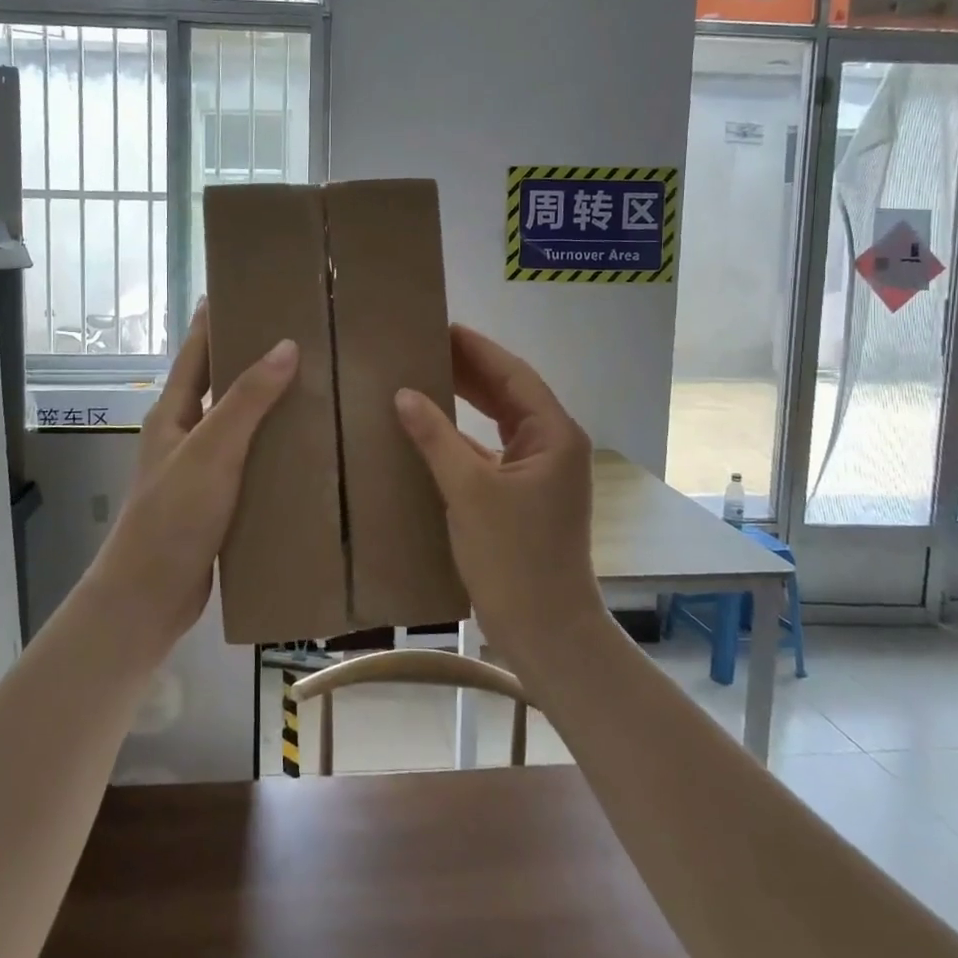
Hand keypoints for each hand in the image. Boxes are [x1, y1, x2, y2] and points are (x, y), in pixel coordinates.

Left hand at [90, 305, 298, 651]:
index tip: (248, 288)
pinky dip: (275, 448)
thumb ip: (247, 400)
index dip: (217, 317)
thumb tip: (286, 345)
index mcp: (173, 412)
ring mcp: (201, 468)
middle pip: (221, 383)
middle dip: (254, 357)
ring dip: (270, 404)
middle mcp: (185, 433)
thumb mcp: (212, 451)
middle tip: (302, 334)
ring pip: (240, 424)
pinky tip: (309, 447)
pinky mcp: (218, 500)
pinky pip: (251, 461)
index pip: (197, 350)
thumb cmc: (173, 516)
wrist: (149, 598)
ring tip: (318, 384)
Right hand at [394, 325, 607, 666]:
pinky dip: (464, 436)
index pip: (513, 375)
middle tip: (424, 346)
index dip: (477, 349)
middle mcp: (552, 445)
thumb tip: (404, 394)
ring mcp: (540, 472)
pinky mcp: (524, 495)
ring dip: (467, 400)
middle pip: (509, 393)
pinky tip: (432, 429)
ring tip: (425, 375)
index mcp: (553, 435)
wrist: (545, 631)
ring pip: (500, 421)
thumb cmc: (513, 557)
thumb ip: (436, 437)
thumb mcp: (468, 491)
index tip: (441, 326)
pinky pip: (491, 449)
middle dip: (469, 369)